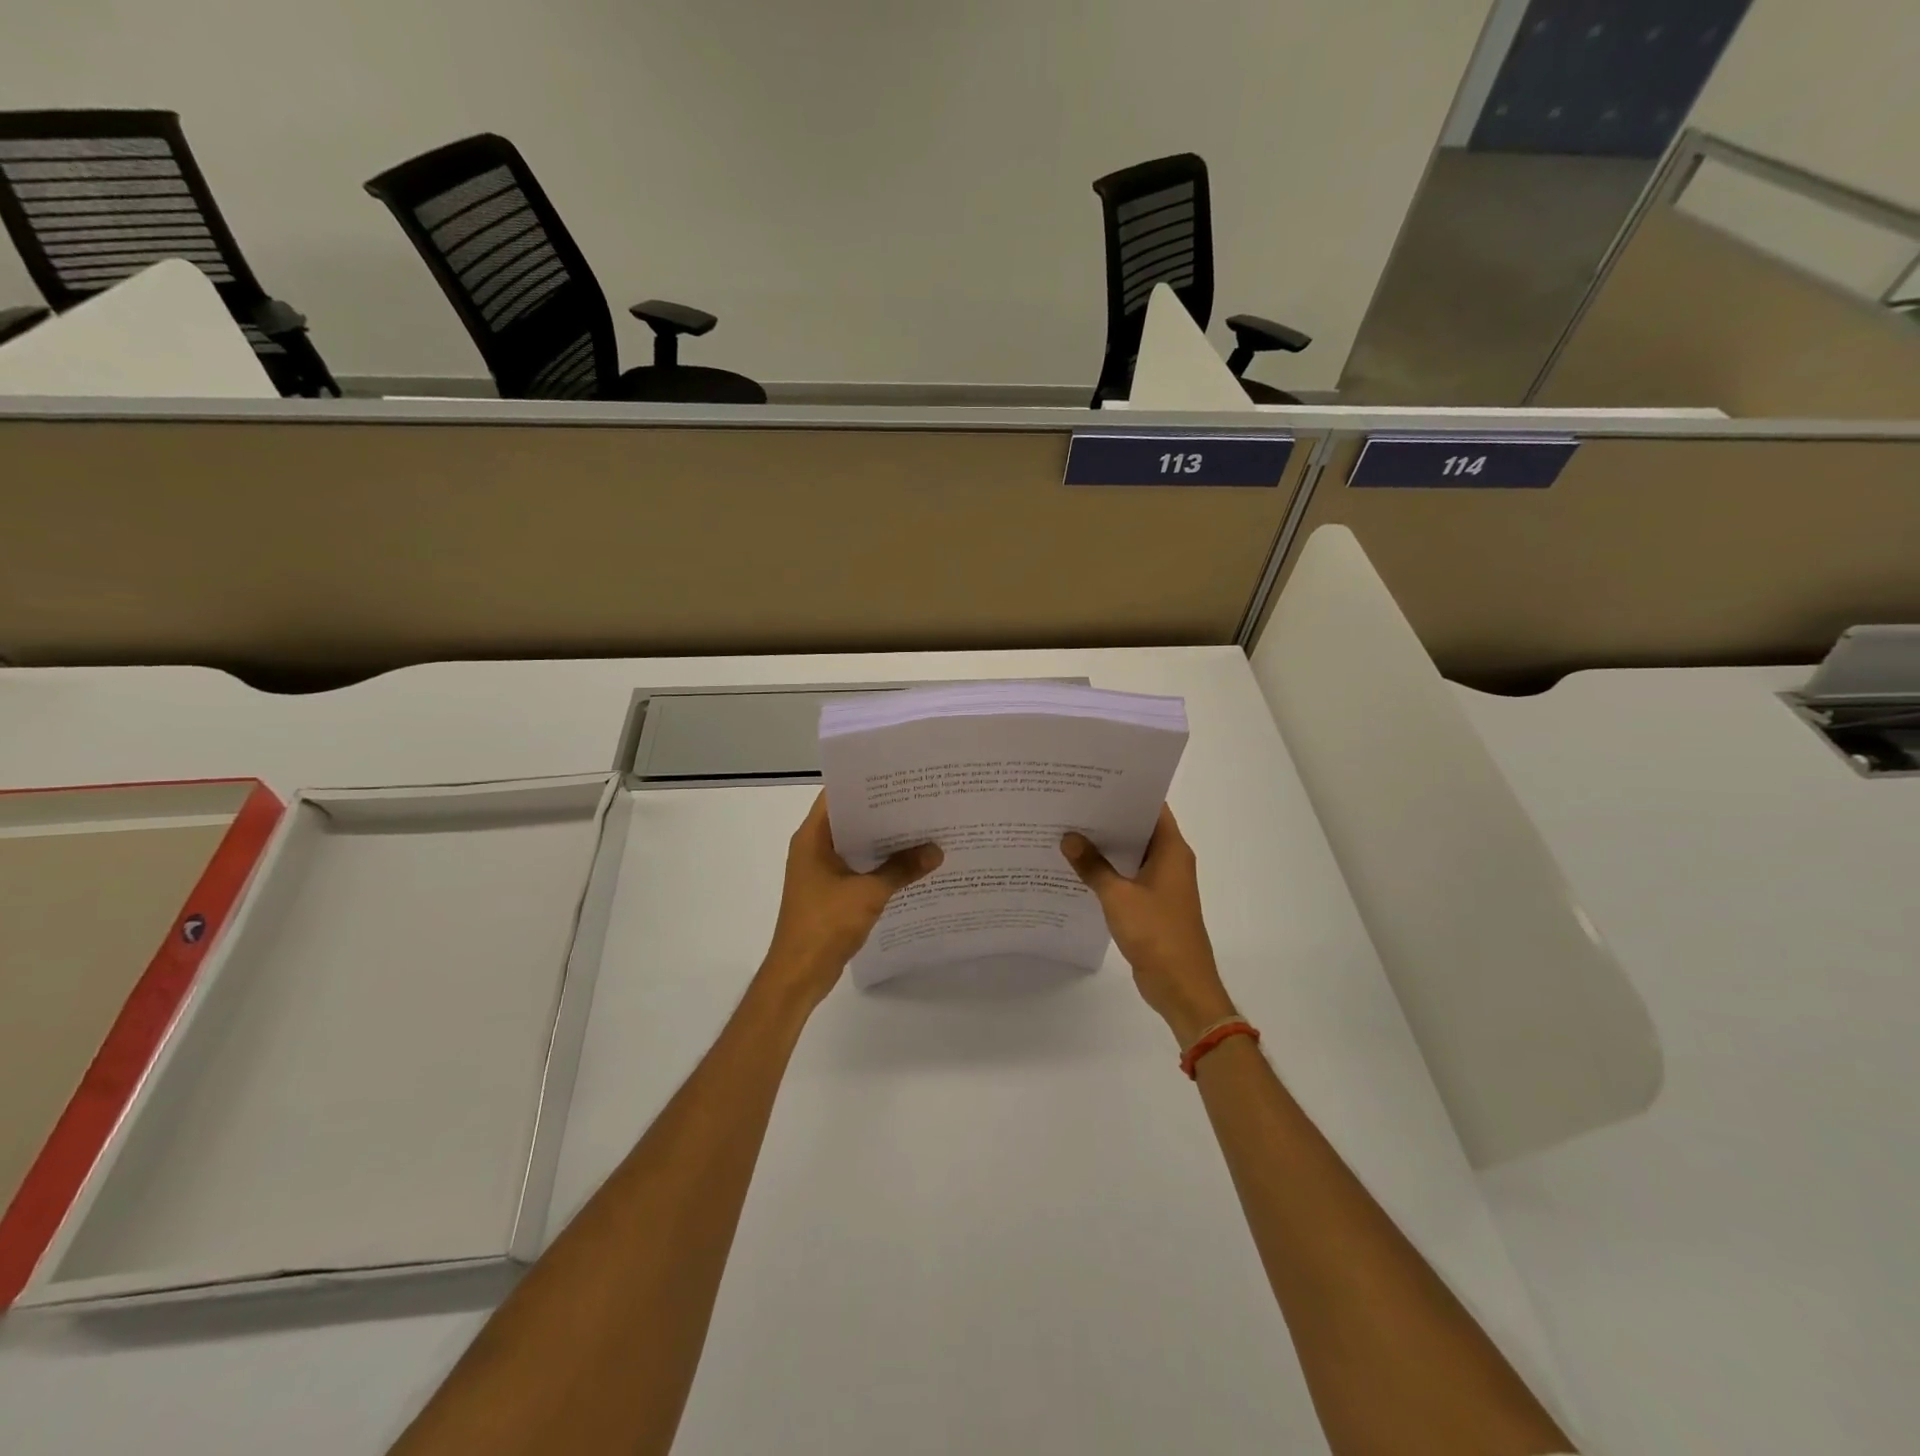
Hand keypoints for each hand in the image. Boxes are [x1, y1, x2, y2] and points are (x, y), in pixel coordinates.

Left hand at [760, 792, 941, 1008]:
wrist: (798, 974)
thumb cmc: (825, 925)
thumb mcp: (868, 894)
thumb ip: (902, 869)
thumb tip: (936, 851)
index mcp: (813, 838)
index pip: (838, 795)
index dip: (867, 783)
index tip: (899, 777)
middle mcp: (813, 848)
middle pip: (850, 819)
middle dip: (883, 812)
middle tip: (920, 801)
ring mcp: (820, 871)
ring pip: (855, 845)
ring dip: (883, 841)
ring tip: (921, 828)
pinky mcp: (829, 892)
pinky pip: (857, 867)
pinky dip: (879, 864)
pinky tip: (909, 864)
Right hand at [1062, 805, 1236, 1044]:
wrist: (1181, 986)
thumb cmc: (1156, 933)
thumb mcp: (1118, 897)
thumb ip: (1092, 866)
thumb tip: (1068, 838)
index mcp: (1171, 850)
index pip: (1151, 807)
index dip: (1126, 791)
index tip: (1094, 780)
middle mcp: (1170, 861)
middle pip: (1139, 828)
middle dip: (1108, 817)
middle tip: (1071, 802)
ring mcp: (1162, 883)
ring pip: (1131, 854)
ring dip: (1106, 846)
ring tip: (1068, 830)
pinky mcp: (1152, 904)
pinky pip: (1128, 877)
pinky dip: (1108, 870)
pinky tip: (1079, 868)